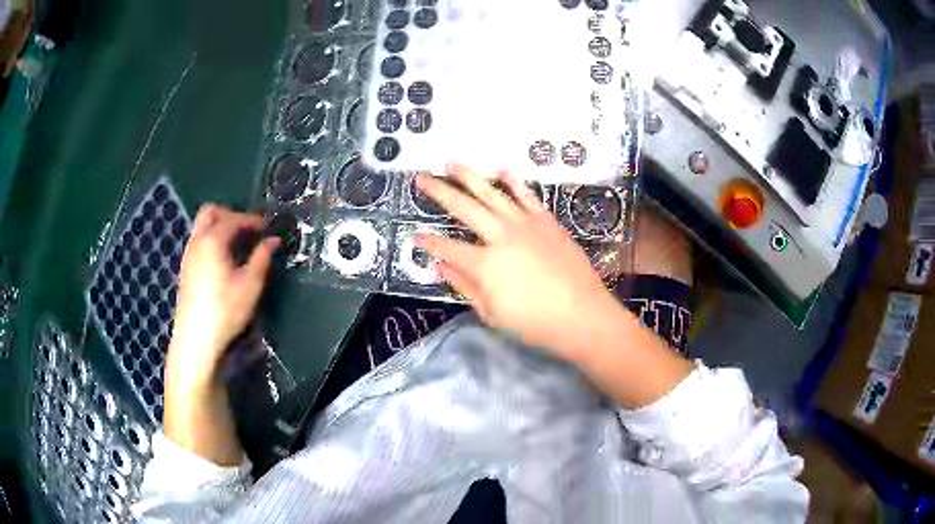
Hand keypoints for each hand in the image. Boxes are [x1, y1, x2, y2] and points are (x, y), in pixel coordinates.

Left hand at [166, 205, 278, 391]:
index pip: (234, 218)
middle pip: (210, 212)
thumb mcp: (250, 285)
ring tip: (237, 243)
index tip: (268, 226)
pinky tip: (222, 259)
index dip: (252, 220)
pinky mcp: (185, 268)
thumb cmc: (225, 310)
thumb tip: (273, 240)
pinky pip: (198, 241)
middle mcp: (197, 241)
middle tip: (247, 228)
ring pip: (201, 226)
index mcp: (213, 240)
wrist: (196, 338)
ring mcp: (188, 254)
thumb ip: (262, 258)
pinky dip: (211, 239)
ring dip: (219, 226)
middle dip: (230, 214)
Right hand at [415, 164, 622, 361]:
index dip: (428, 242)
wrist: (582, 314)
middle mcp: (501, 236)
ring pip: (492, 193)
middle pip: (464, 208)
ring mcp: (525, 224)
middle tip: (422, 178)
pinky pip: (527, 195)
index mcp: (485, 264)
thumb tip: (440, 266)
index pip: (447, 248)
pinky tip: (502, 169)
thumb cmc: (535, 322)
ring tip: (452, 162)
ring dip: (470, 176)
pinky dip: (514, 181)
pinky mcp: (546, 221)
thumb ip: (464, 286)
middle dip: (439, 191)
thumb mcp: (492, 312)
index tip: (415, 235)